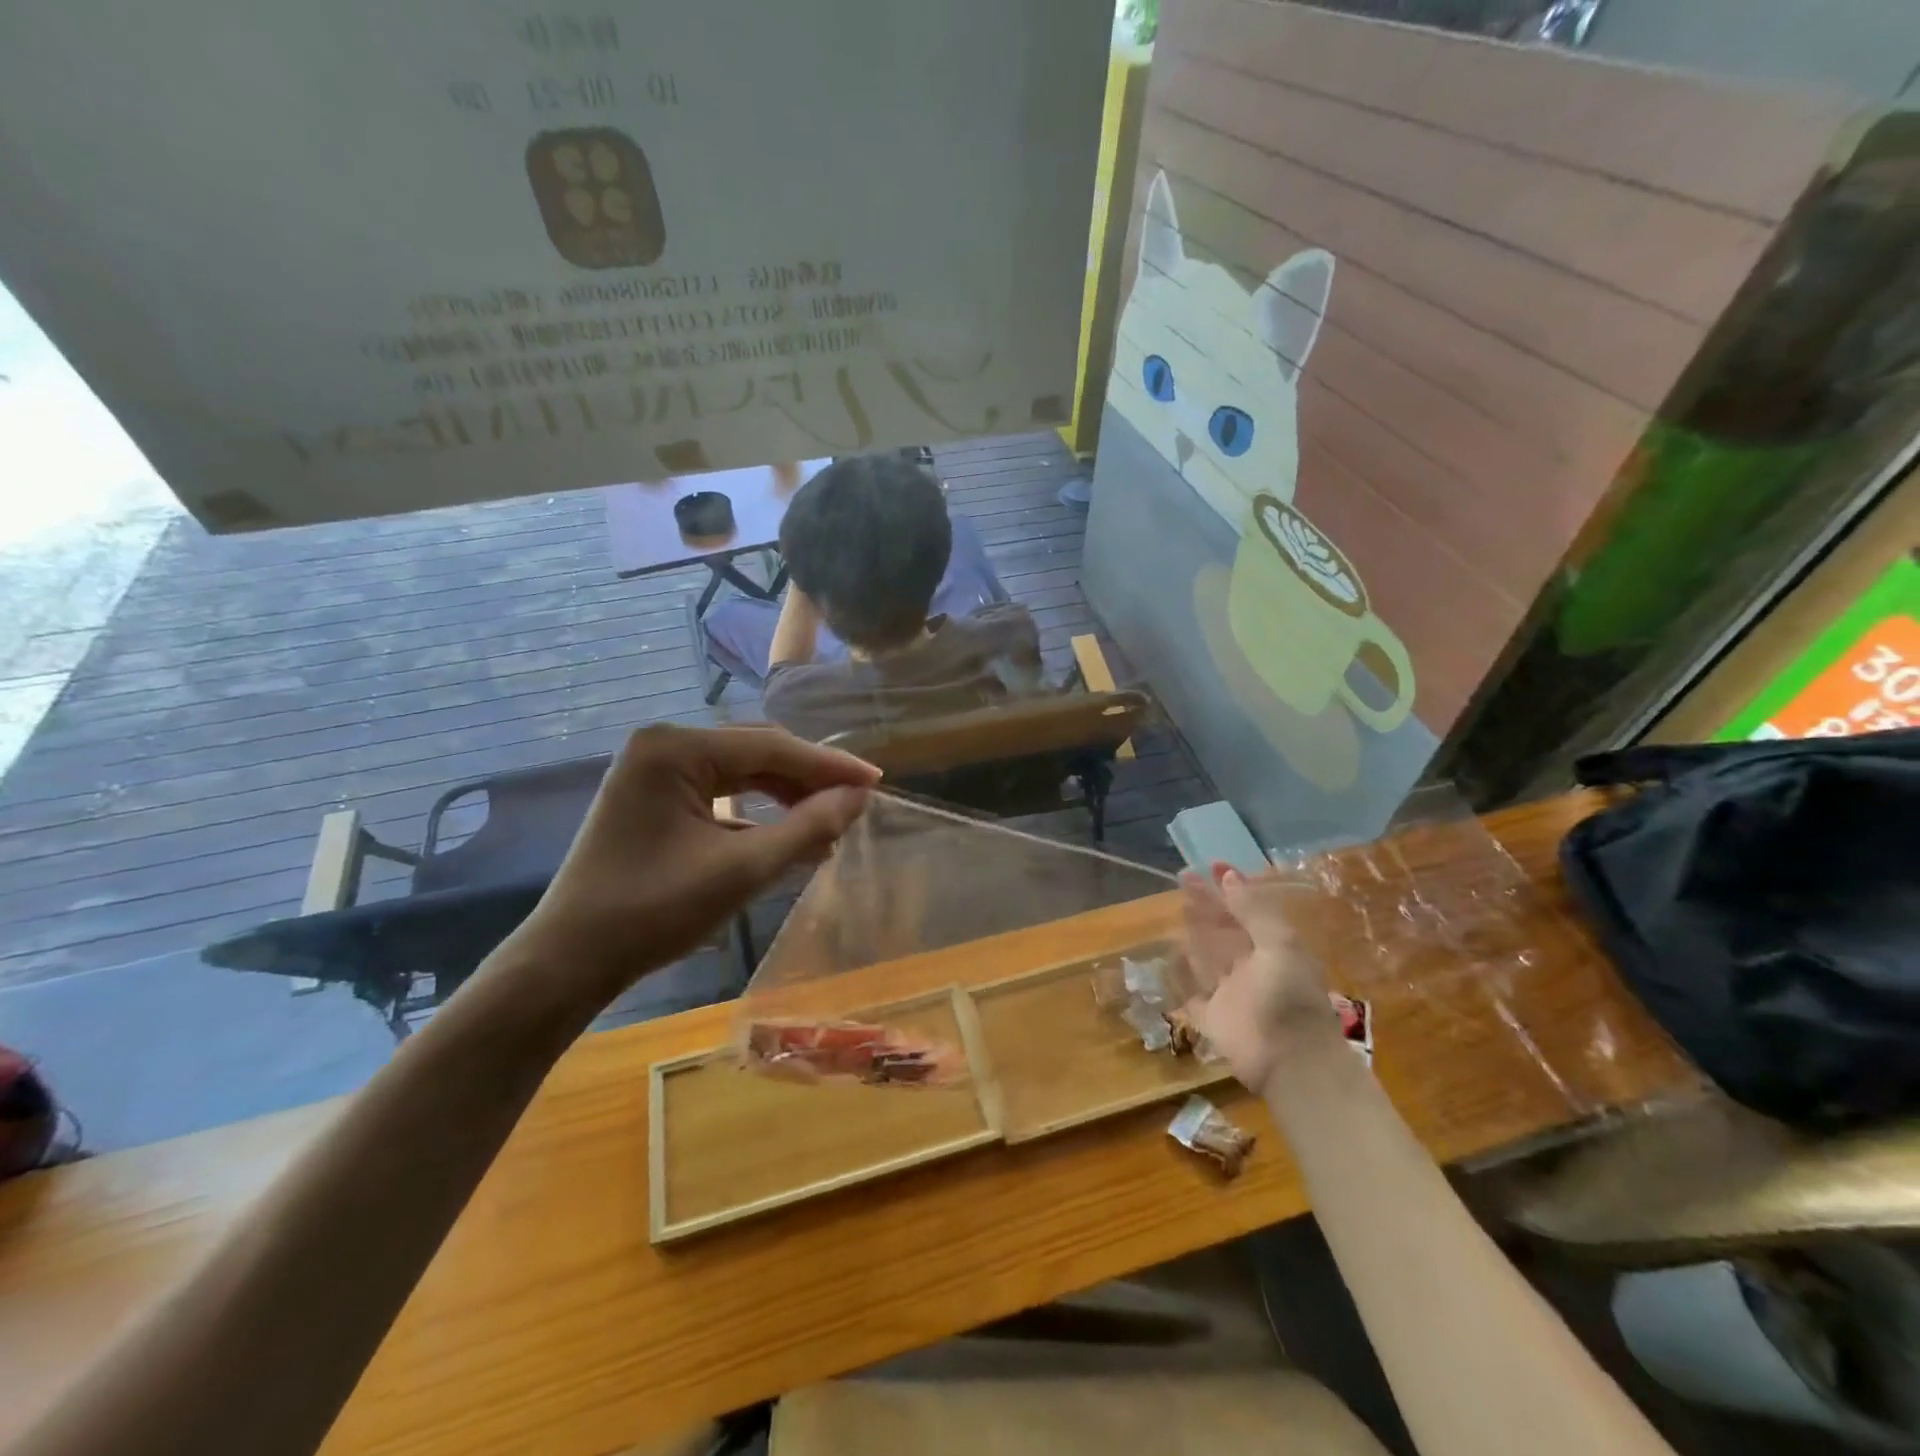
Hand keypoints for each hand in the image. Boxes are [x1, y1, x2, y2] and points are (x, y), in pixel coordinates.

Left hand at [505, 724, 877, 1007]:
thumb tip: (859, 798)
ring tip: (831, 823)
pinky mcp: (655, 798)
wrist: (570, 960)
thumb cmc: (653, 912)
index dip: (828, 766)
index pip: (770, 747)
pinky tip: (790, 835)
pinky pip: (720, 793)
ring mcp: (655, 771)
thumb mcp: (741, 870)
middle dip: (809, 779)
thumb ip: (807, 828)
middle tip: (858, 801)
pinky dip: (758, 812)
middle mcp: (664, 746)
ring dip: (787, 796)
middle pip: (757, 753)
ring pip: (741, 773)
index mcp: (675, 748)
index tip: (876, 781)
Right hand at [1181, 865, 1335, 1091]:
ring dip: (1194, 933)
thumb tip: (1228, 875)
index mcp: (1274, 949)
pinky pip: (1191, 991)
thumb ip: (1253, 910)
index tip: (1212, 866)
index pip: (1248, 910)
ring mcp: (1231, 993)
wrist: (1290, 1062)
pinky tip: (1168, 955)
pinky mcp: (1212, 1018)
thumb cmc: (1288, 997)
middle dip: (1206, 905)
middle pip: (1224, 930)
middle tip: (1183, 878)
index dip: (1231, 889)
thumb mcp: (1278, 944)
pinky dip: (1181, 975)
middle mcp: (1252, 968)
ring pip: (1207, 956)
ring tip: (1177, 908)